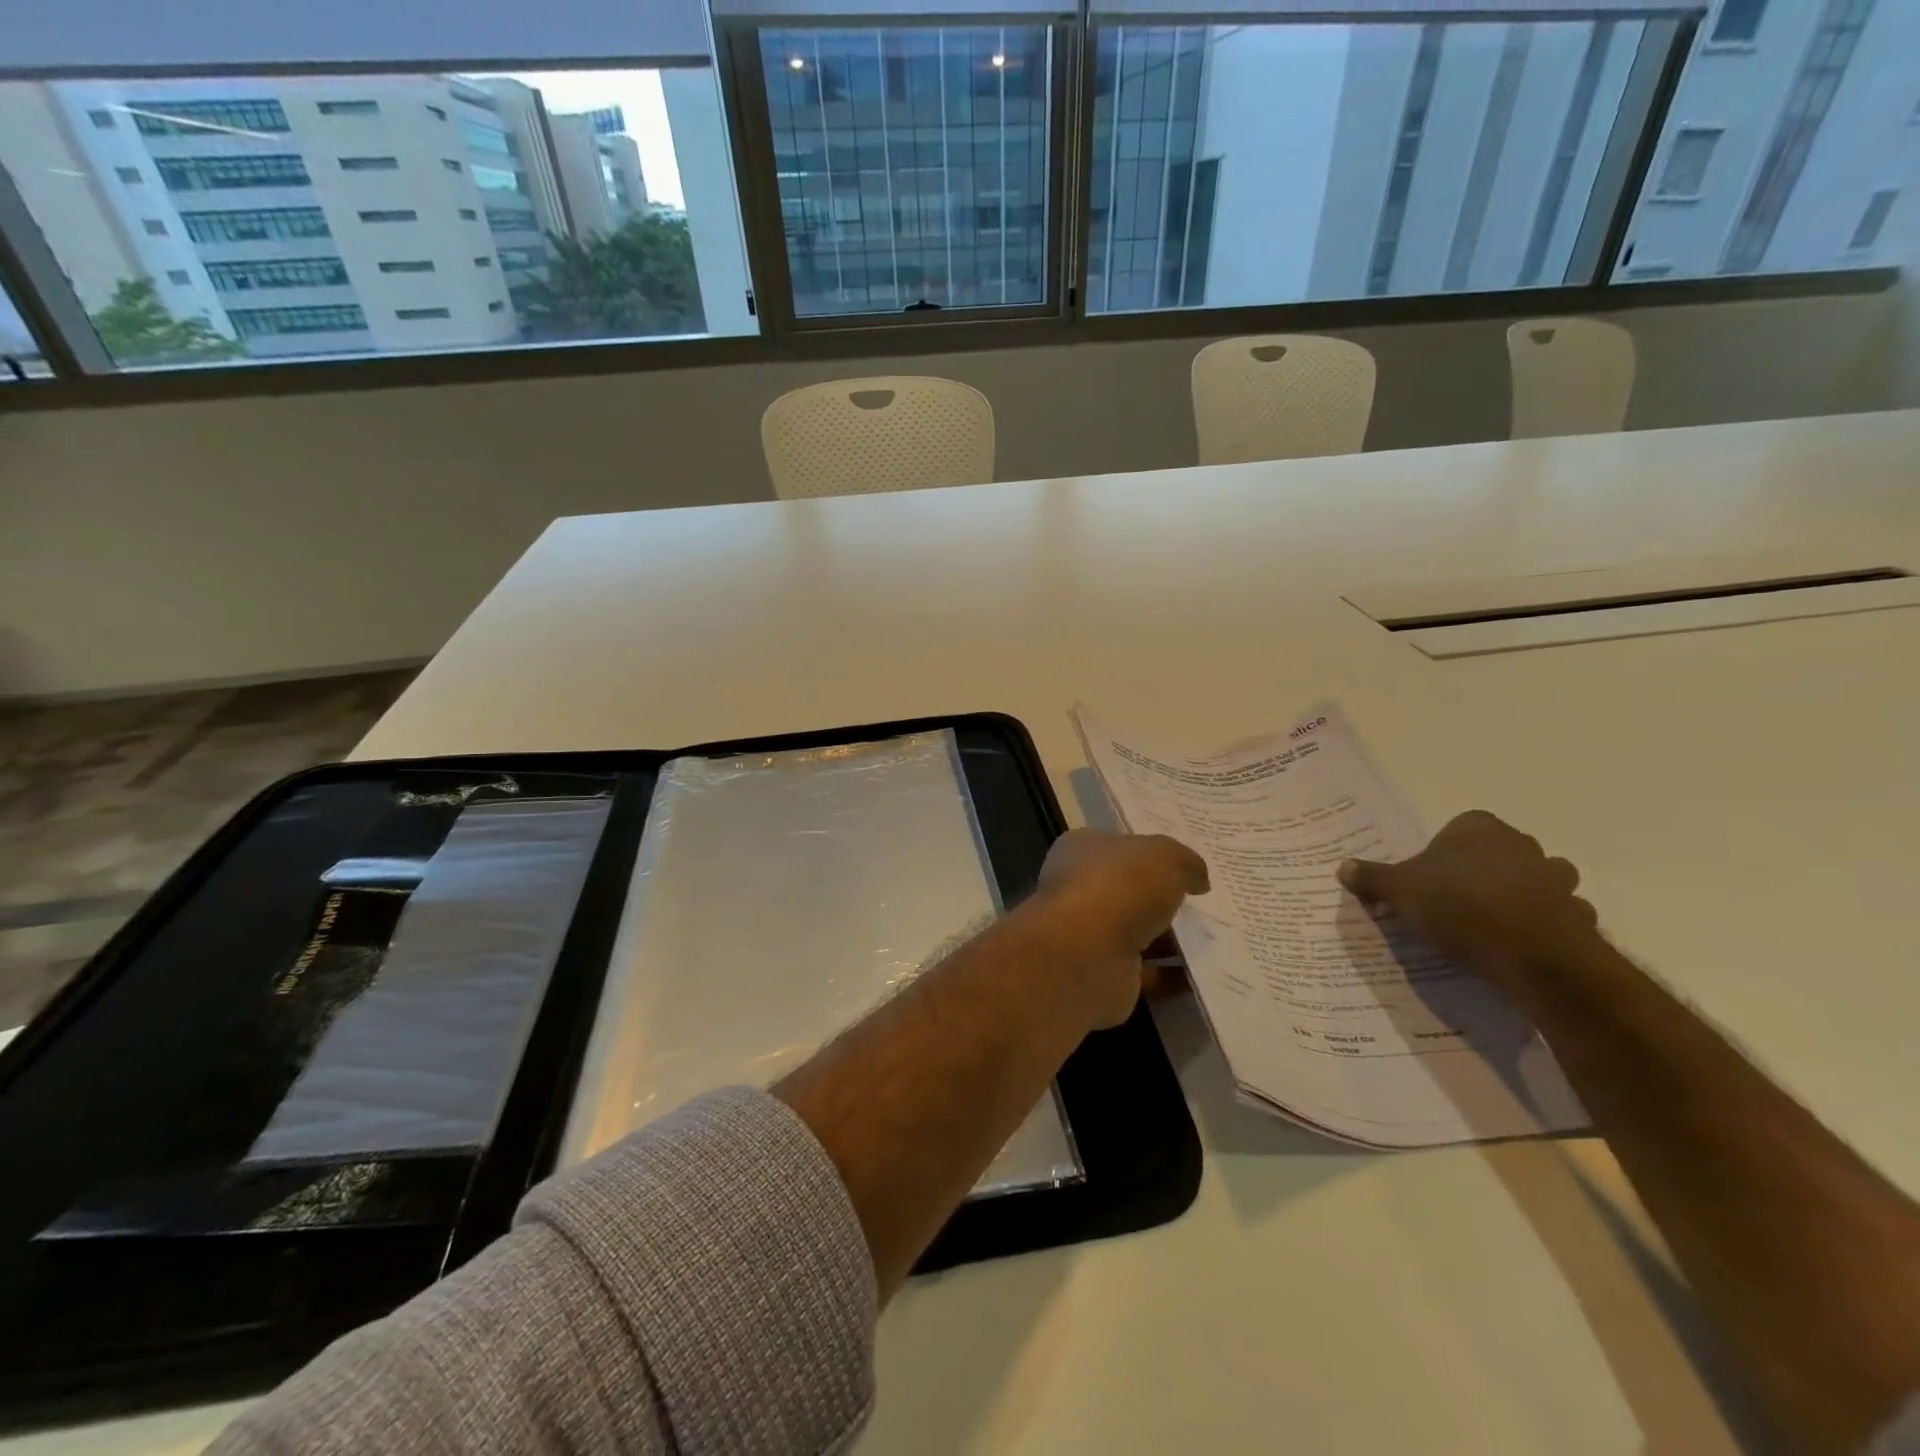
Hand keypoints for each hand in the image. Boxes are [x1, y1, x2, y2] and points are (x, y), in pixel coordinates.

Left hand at [1026, 829, 1208, 1030]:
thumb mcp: (1165, 856)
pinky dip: (1171, 975)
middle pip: (1128, 891)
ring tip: (1216, 939)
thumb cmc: (1120, 886)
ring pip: (1137, 933)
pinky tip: (1206, 974)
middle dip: (1162, 898)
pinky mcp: (1102, 974)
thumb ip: (1185, 862)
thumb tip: (1198, 879)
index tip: (1183, 864)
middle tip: (1206, 903)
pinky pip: (1145, 973)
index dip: (1148, 852)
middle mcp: (1078, 890)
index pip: (1116, 846)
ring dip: (1171, 940)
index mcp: (1081, 850)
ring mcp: (1087, 935)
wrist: (1088, 954)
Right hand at [1337, 811, 1599, 994]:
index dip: (1444, 851)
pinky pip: (1556, 916)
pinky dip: (1541, 926)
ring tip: (1489, 923)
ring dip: (1519, 897)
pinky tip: (1517, 945)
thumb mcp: (1398, 891)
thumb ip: (1371, 877)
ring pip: (1535, 881)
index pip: (1460, 827)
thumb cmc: (1458, 905)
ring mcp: (1556, 879)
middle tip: (1455, 900)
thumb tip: (1342, 866)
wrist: (1530, 951)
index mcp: (1478, 828)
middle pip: (1498, 852)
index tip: (1430, 877)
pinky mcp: (1577, 915)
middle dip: (1482, 871)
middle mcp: (1522, 844)